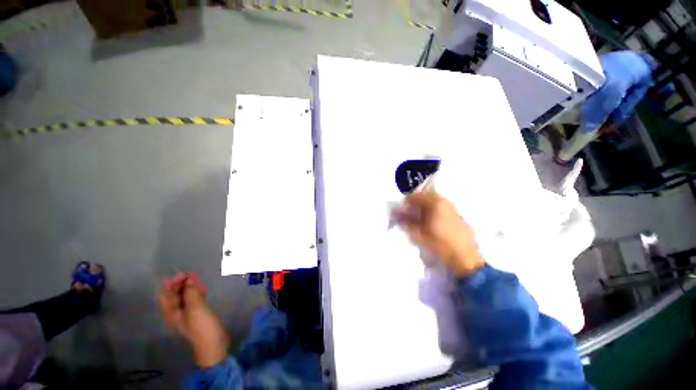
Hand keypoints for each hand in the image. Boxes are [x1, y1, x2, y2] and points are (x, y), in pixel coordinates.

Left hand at [158, 272, 228, 367]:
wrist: (213, 341)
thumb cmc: (201, 325)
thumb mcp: (195, 307)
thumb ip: (191, 292)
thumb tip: (189, 280)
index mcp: (171, 312)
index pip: (165, 295)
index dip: (171, 284)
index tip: (183, 274)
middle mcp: (176, 312)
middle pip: (175, 295)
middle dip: (181, 284)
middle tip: (192, 275)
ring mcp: (187, 313)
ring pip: (185, 296)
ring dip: (190, 287)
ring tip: (198, 280)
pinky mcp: (197, 313)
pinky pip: (193, 300)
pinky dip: (196, 293)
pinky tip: (202, 290)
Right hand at [393, 191, 484, 276]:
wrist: (466, 261)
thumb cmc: (439, 246)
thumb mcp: (417, 234)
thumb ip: (404, 221)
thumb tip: (394, 212)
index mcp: (435, 203)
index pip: (414, 197)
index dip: (404, 204)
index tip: (400, 213)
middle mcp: (445, 201)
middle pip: (424, 197)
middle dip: (414, 205)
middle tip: (408, 217)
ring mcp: (453, 208)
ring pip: (433, 203)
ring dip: (423, 209)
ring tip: (418, 221)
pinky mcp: (458, 216)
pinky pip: (441, 208)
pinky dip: (432, 212)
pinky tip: (431, 225)